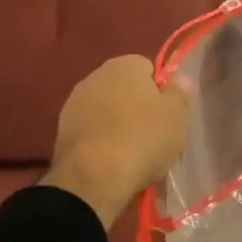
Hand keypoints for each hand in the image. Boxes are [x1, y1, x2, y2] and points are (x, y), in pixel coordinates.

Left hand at [41, 55, 188, 229]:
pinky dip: (101, 140)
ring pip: (106, 110)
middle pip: (125, 88)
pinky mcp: (62, 129)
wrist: (95, 177)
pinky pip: (92, 129)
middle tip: (153, 134)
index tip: (167, 114)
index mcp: (124, 65)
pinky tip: (112, 160)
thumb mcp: (176, 116)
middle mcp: (95, 76)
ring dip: (117, 123)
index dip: (160, 90)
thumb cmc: (143, 139)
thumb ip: (178, 93)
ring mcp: (75, 102)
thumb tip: (179, 79)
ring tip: (132, 152)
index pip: (148, 68)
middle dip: (137, 106)